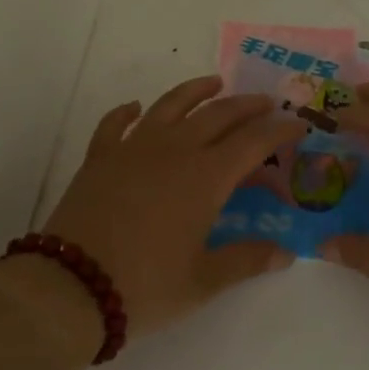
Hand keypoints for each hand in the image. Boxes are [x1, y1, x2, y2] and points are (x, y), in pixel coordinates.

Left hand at [40, 76, 305, 339]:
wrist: (71, 286)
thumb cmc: (145, 286)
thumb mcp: (203, 281)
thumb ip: (245, 261)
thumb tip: (285, 253)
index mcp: (205, 176)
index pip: (253, 141)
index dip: (279, 130)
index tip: (298, 124)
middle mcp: (174, 150)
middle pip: (218, 115)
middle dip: (247, 106)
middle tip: (265, 103)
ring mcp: (134, 148)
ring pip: (170, 105)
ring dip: (196, 91)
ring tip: (213, 83)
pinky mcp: (100, 156)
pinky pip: (116, 123)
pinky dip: (128, 111)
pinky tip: (135, 108)